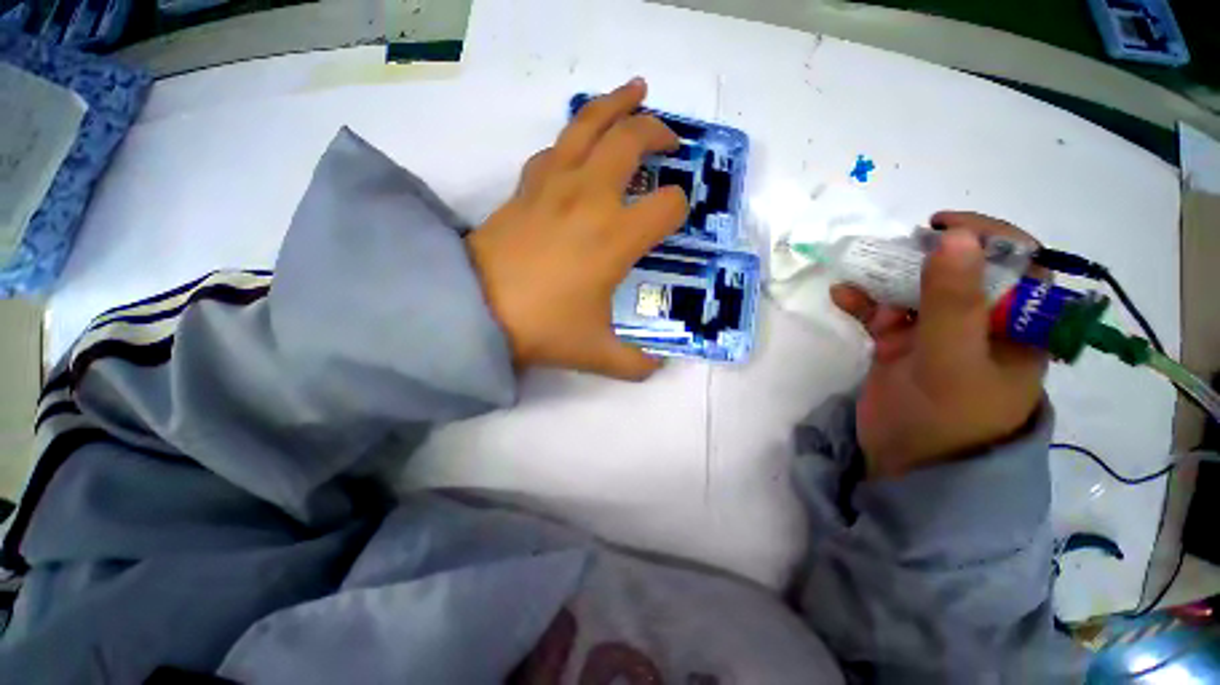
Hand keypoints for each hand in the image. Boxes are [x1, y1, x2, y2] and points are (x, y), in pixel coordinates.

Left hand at [466, 79, 687, 379]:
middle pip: (633, 140)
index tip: (673, 220)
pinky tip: (580, 145)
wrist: (474, 311)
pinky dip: (574, 138)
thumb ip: (634, 364)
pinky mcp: (526, 186)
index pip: (668, 205)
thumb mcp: (596, 353)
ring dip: (618, 105)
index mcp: (616, 237)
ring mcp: (554, 185)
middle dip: (660, 134)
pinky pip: (555, 148)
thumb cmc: (542, 328)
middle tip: (671, 142)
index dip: (678, 210)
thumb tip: (657, 369)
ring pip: (590, 124)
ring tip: (637, 92)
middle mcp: (591, 198)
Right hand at [830, 212, 1047, 479]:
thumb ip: (953, 301)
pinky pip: (882, 313)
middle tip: (895, 249)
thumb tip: (955, 236)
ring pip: (915, 290)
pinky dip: (862, 302)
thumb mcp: (954, 359)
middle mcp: (981, 323)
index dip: (985, 237)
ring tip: (859, 270)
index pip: (1018, 263)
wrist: (906, 466)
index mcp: (1017, 325)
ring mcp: (936, 334)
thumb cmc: (948, 419)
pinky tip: (842, 296)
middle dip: (925, 256)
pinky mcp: (900, 345)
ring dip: (886, 278)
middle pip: (959, 271)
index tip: (941, 228)